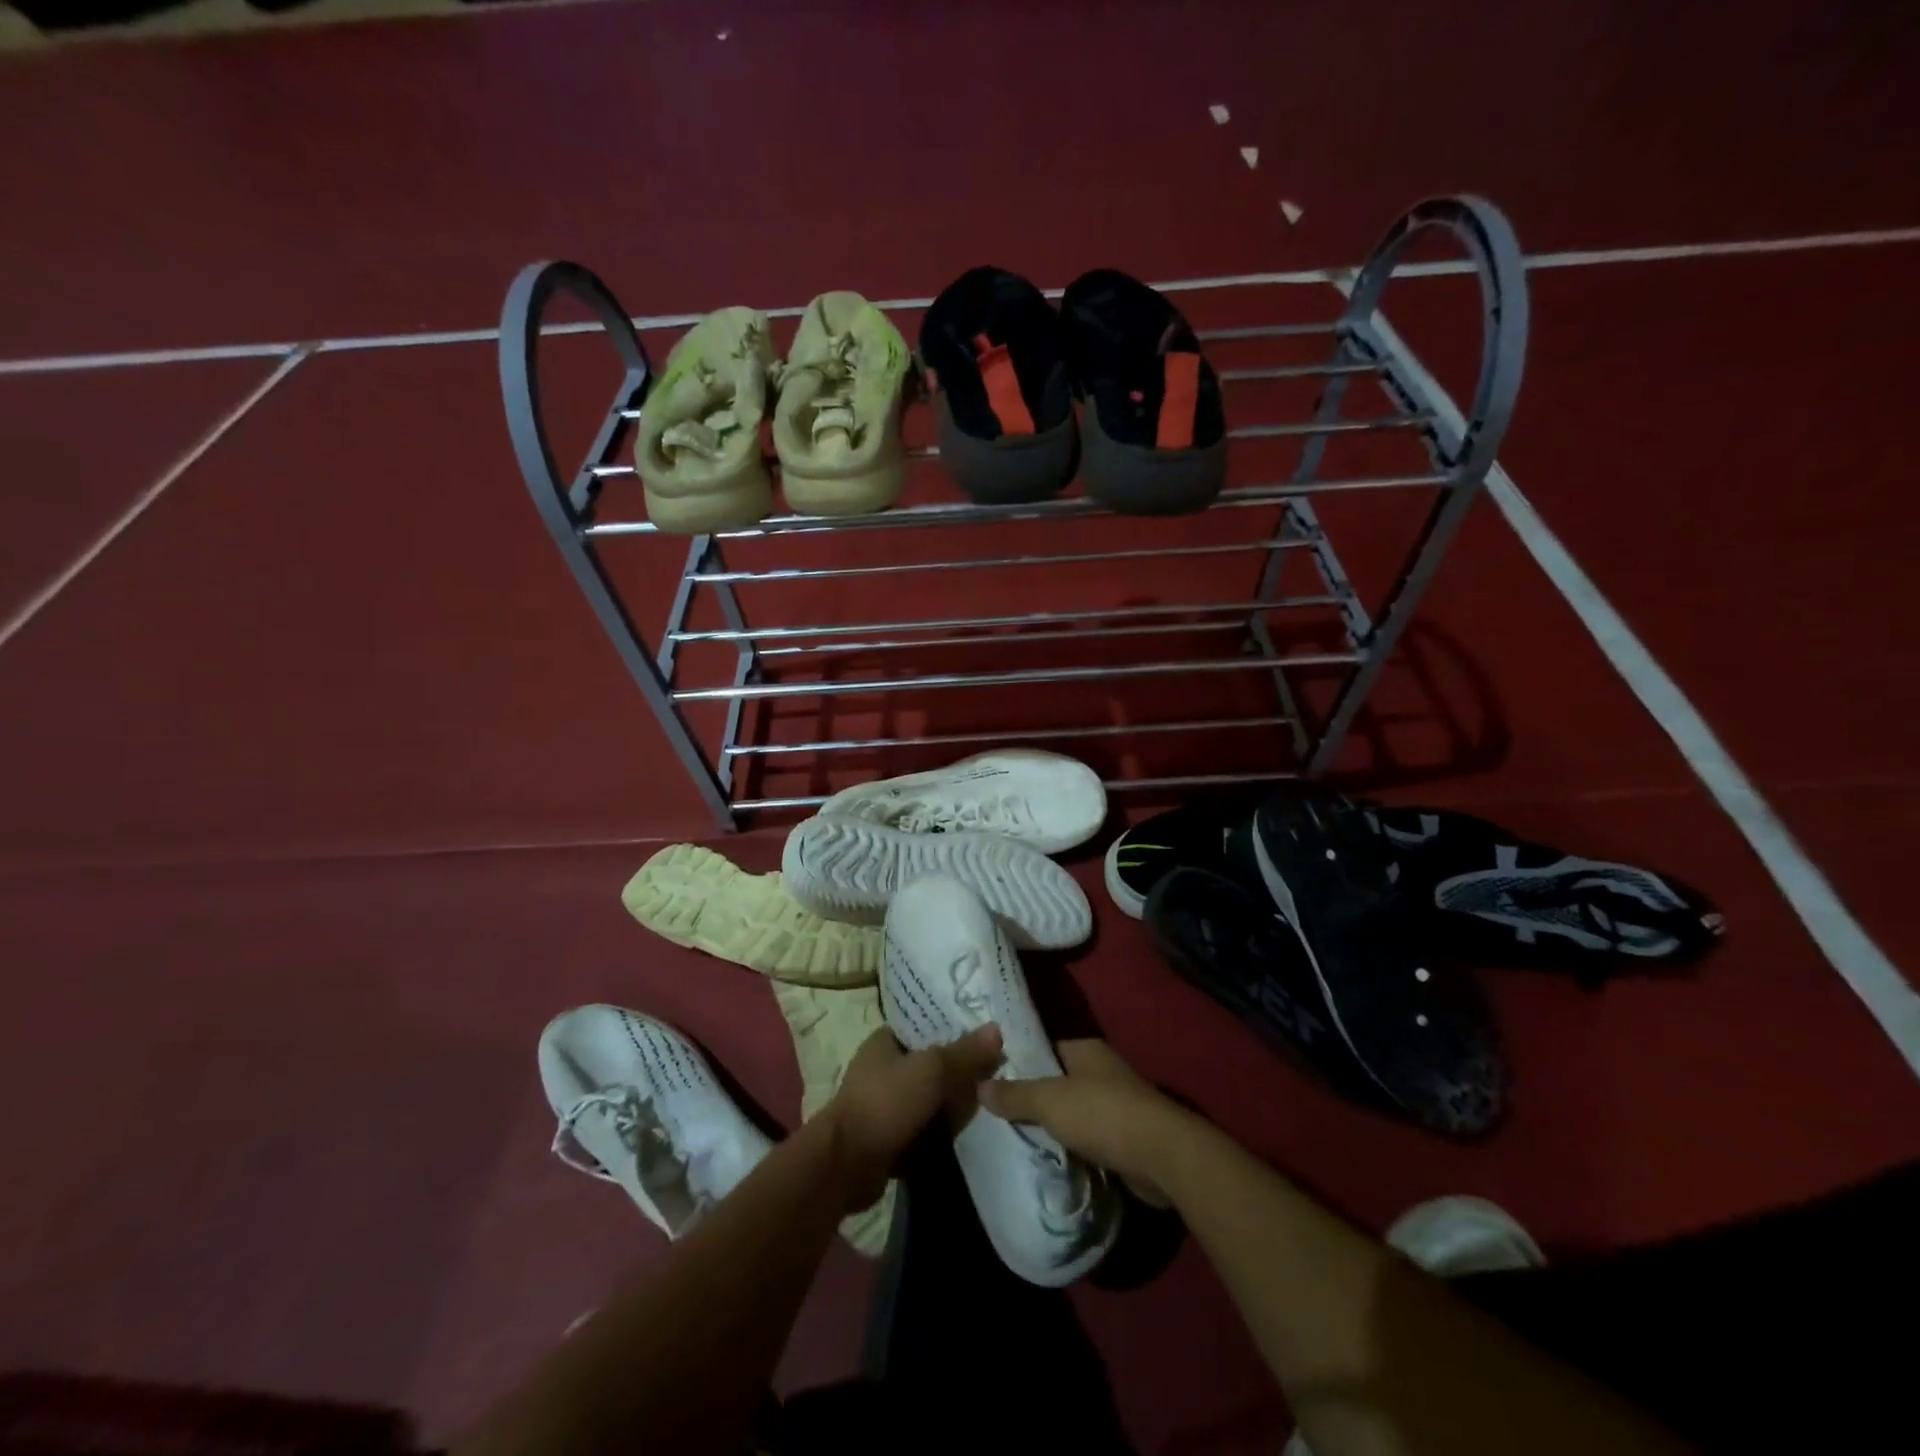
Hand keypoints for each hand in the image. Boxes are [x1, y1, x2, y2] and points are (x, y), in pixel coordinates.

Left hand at [819, 1024, 1003, 1211]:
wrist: (847, 1166)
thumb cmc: (887, 1103)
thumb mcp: (932, 1070)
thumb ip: (966, 1052)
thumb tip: (997, 1029)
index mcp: (885, 1041)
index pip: (926, 1026)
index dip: (955, 1030)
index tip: (986, 1039)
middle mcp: (882, 1068)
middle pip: (932, 1063)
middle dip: (958, 1073)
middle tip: (991, 1077)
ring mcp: (884, 1104)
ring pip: (929, 1098)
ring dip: (951, 1105)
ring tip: (984, 1105)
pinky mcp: (888, 1137)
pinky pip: (923, 1127)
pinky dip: (939, 1131)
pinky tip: (963, 1134)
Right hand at [977, 1039, 1195, 1207]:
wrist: (1163, 1156)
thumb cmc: (1103, 1114)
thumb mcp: (1049, 1100)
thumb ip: (1014, 1094)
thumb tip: (979, 1086)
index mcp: (1086, 1050)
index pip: (1046, 1048)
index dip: (1021, 1061)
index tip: (994, 1077)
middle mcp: (1103, 1071)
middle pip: (1059, 1081)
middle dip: (1035, 1098)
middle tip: (999, 1113)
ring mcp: (1118, 1105)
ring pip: (1074, 1113)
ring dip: (1055, 1127)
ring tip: (1016, 1139)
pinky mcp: (1127, 1139)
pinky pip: (1090, 1139)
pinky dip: (1073, 1149)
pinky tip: (1050, 1160)